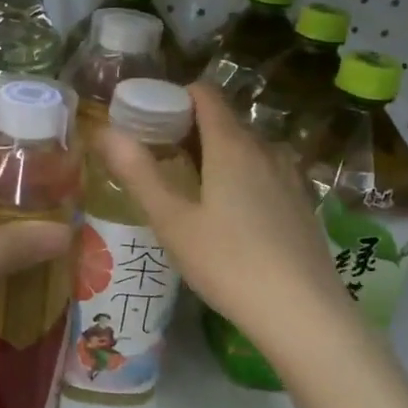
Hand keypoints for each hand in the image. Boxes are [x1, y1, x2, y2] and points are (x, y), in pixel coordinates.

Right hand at [96, 83, 349, 348]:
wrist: (302, 312)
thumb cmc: (228, 263)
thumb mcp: (172, 222)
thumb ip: (138, 173)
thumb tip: (105, 132)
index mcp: (231, 146)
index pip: (205, 95)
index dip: (175, 97)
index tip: (149, 120)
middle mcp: (265, 150)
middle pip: (225, 121)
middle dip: (190, 130)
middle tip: (159, 160)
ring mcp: (290, 176)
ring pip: (247, 149)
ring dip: (217, 155)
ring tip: (191, 188)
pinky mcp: (302, 203)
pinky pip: (265, 173)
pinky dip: (242, 176)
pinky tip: (230, 215)